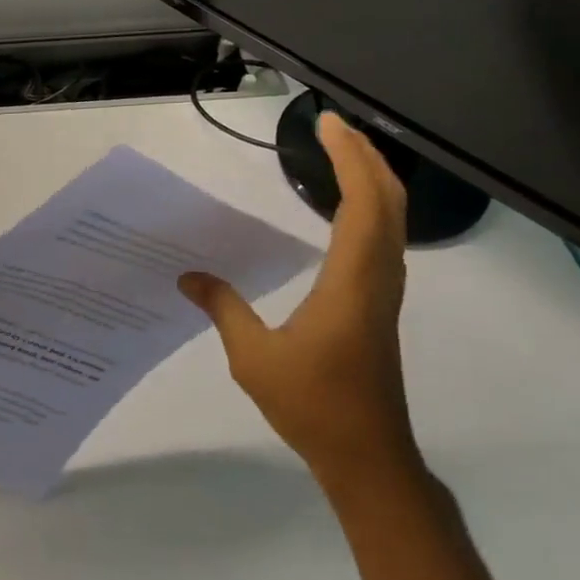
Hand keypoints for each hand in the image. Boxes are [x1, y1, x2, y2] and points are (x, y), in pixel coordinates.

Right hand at [179, 110, 417, 493]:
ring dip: (372, 179)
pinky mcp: (379, 303)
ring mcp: (384, 291)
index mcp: (351, 282)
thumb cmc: (313, 404)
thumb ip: (224, 309)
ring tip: (341, 153)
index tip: (327, 124)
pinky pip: (384, 238)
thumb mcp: (253, 357)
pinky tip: (344, 209)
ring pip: (392, 219)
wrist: (367, 455)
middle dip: (365, 156)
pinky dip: (370, 206)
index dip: (348, 158)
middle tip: (333, 126)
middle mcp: (377, 277)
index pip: (361, 203)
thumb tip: (187, 277)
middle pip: (388, 201)